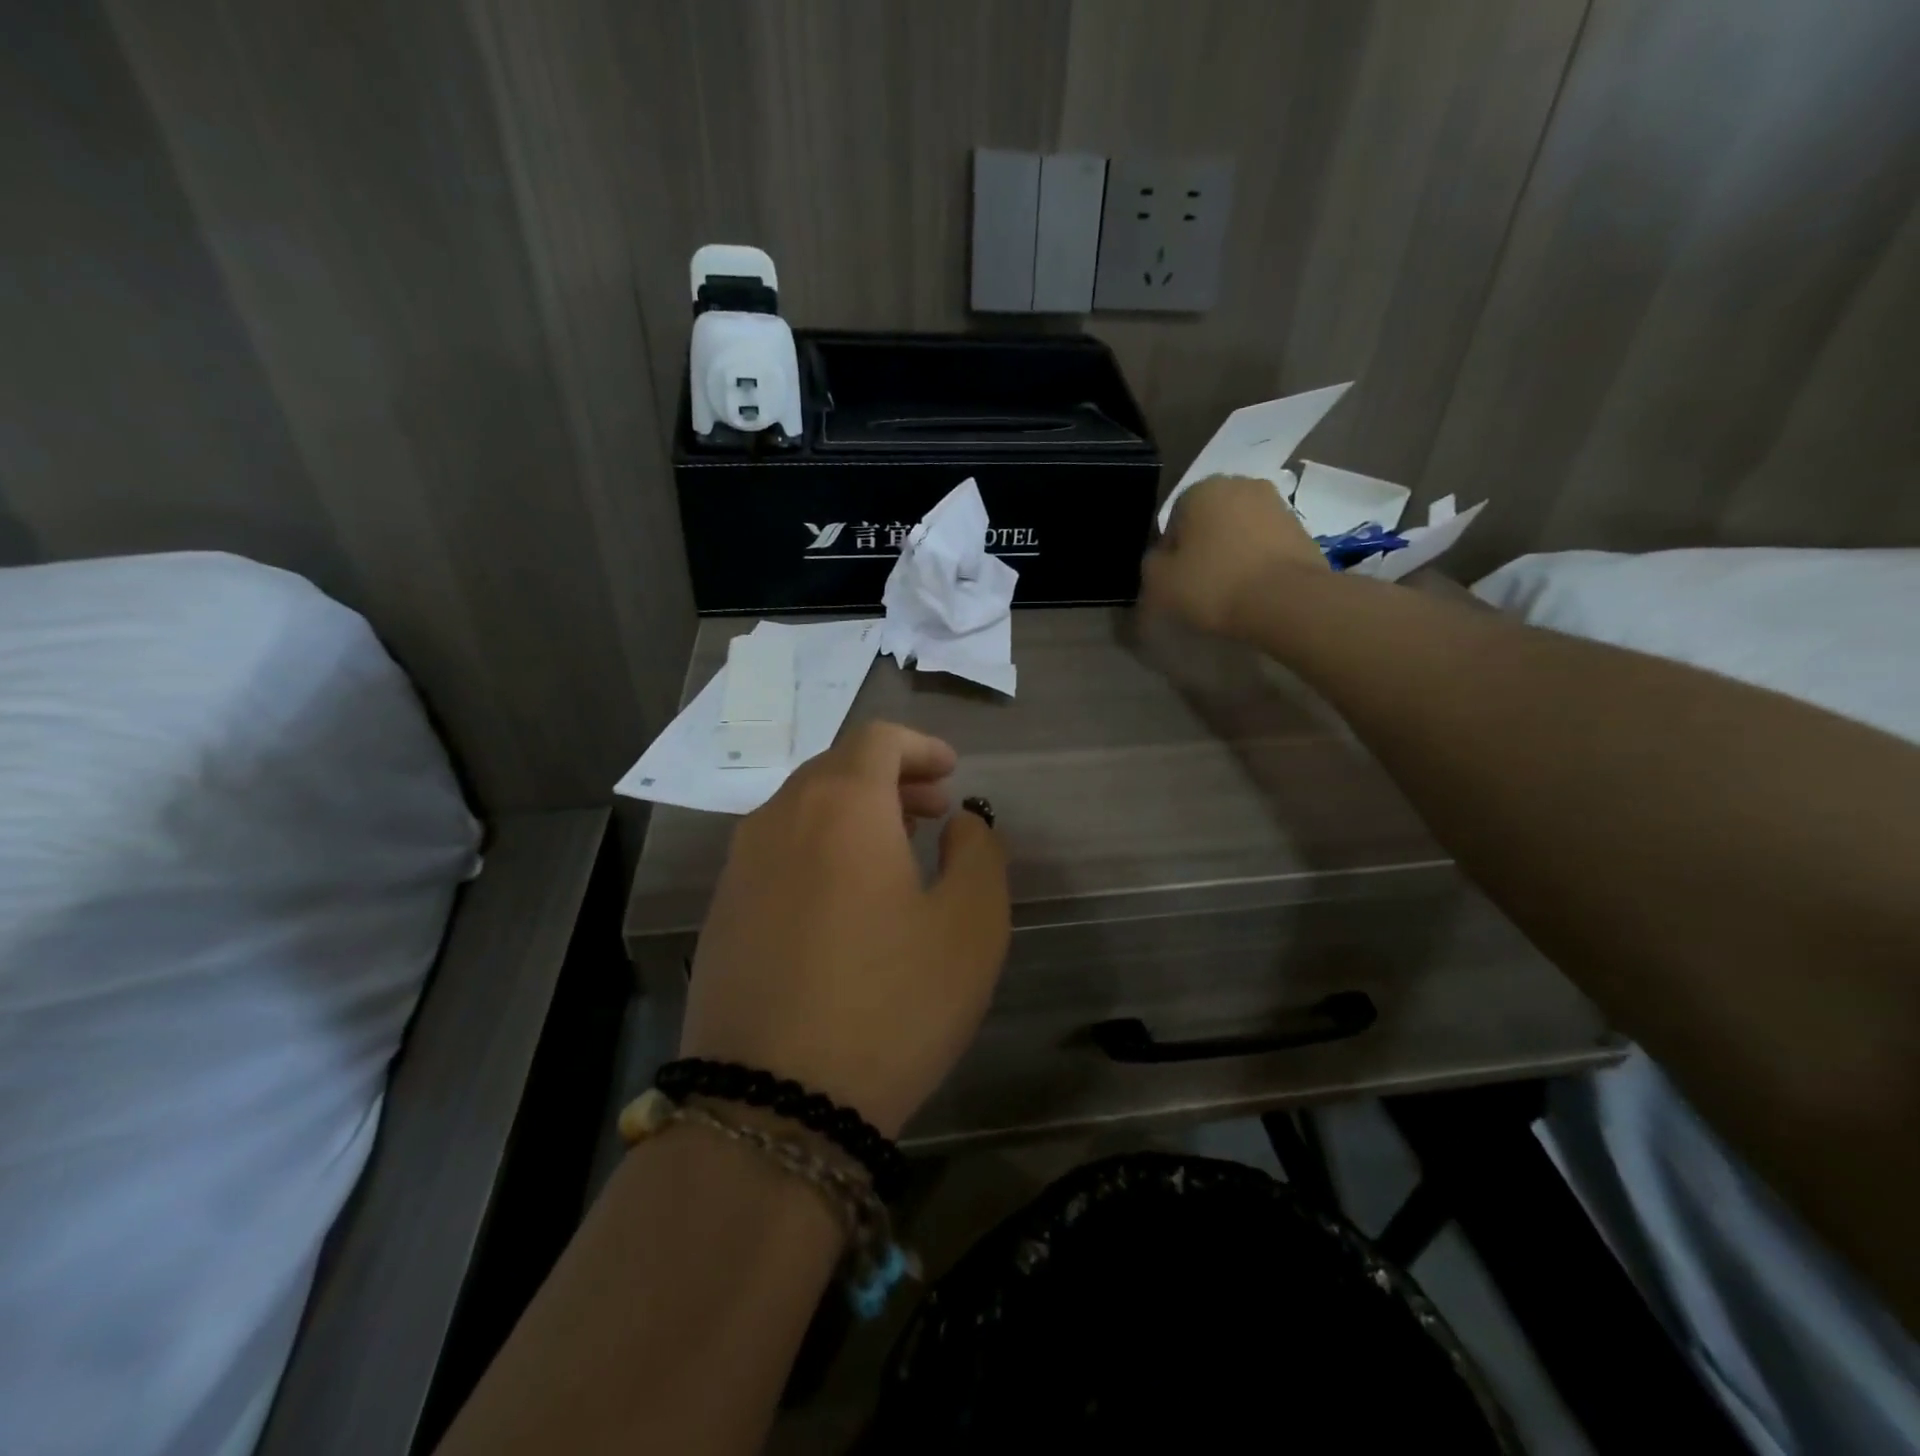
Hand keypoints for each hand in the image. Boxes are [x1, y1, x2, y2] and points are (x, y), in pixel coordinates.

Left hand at [679, 721, 1010, 1137]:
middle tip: (933, 811)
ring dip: (854, 814)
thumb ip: (978, 852)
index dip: (920, 746)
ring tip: (896, 853)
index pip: (877, 739)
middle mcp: (780, 818)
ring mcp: (740, 866)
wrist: (770, 1106)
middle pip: (837, 768)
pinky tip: (843, 902)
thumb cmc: (890, 1003)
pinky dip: (819, 849)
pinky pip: (777, 852)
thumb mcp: (971, 925)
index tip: (952, 772)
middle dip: (891, 779)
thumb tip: (959, 822)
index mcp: (841, 805)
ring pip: (803, 809)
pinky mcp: (721, 912)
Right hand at [1141, 474, 1325, 637]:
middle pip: (1209, 521)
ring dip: (1232, 552)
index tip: (1175, 580)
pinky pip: (1265, 545)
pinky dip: (1257, 561)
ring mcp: (1276, 505)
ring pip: (1240, 531)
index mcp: (1201, 489)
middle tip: (1201, 584)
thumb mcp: (1159, 582)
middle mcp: (1241, 484)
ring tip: (1230, 589)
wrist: (1286, 601)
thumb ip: (1152, 564)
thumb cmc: (1214, 585)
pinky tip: (1254, 589)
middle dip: (1203, 546)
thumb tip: (1162, 559)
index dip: (1170, 553)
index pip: (1174, 521)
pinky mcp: (1302, 529)